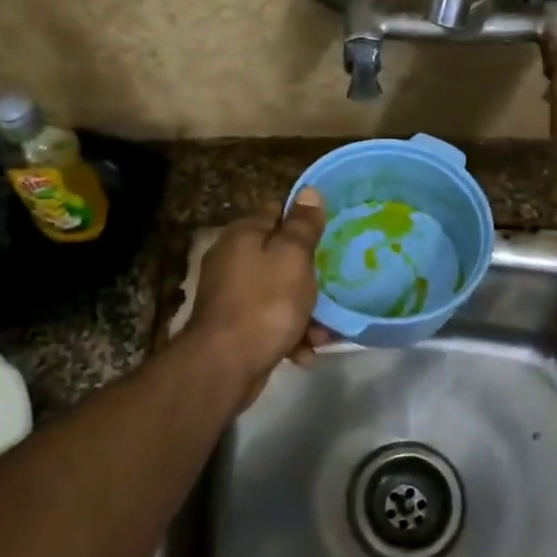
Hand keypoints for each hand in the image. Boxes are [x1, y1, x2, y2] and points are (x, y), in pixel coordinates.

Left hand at [185, 189, 329, 403]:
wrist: (225, 365)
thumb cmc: (266, 303)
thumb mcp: (293, 258)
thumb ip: (303, 226)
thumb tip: (308, 191)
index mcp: (243, 235)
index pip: (277, 213)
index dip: (304, 223)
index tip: (330, 237)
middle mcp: (232, 259)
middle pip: (280, 257)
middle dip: (309, 277)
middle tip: (331, 289)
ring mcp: (231, 294)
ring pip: (279, 293)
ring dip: (304, 312)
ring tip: (322, 334)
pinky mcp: (234, 326)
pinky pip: (270, 321)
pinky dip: (288, 334)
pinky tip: (303, 353)